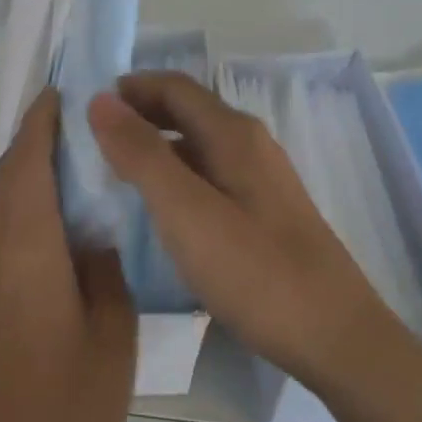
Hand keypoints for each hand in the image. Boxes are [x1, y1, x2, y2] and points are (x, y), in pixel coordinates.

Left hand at [0, 88, 135, 421]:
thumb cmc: (76, 406)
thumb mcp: (113, 329)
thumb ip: (102, 265)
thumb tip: (91, 229)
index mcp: (27, 256)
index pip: (26, 169)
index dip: (39, 125)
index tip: (60, 93)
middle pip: (6, 179)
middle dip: (31, 140)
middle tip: (72, 118)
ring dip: (25, 171)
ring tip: (69, 155)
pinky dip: (21, 203)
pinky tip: (55, 213)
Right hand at [88, 72, 407, 396]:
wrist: (335, 336)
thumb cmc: (255, 272)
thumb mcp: (186, 212)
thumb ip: (141, 154)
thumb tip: (101, 100)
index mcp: (232, 133)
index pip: (173, 86)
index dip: (129, 88)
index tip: (86, 107)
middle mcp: (250, 143)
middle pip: (188, 110)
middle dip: (141, 113)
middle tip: (94, 139)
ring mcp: (262, 177)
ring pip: (199, 143)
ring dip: (157, 144)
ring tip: (117, 171)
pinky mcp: (266, 210)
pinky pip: (212, 172)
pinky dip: (178, 173)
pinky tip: (164, 206)